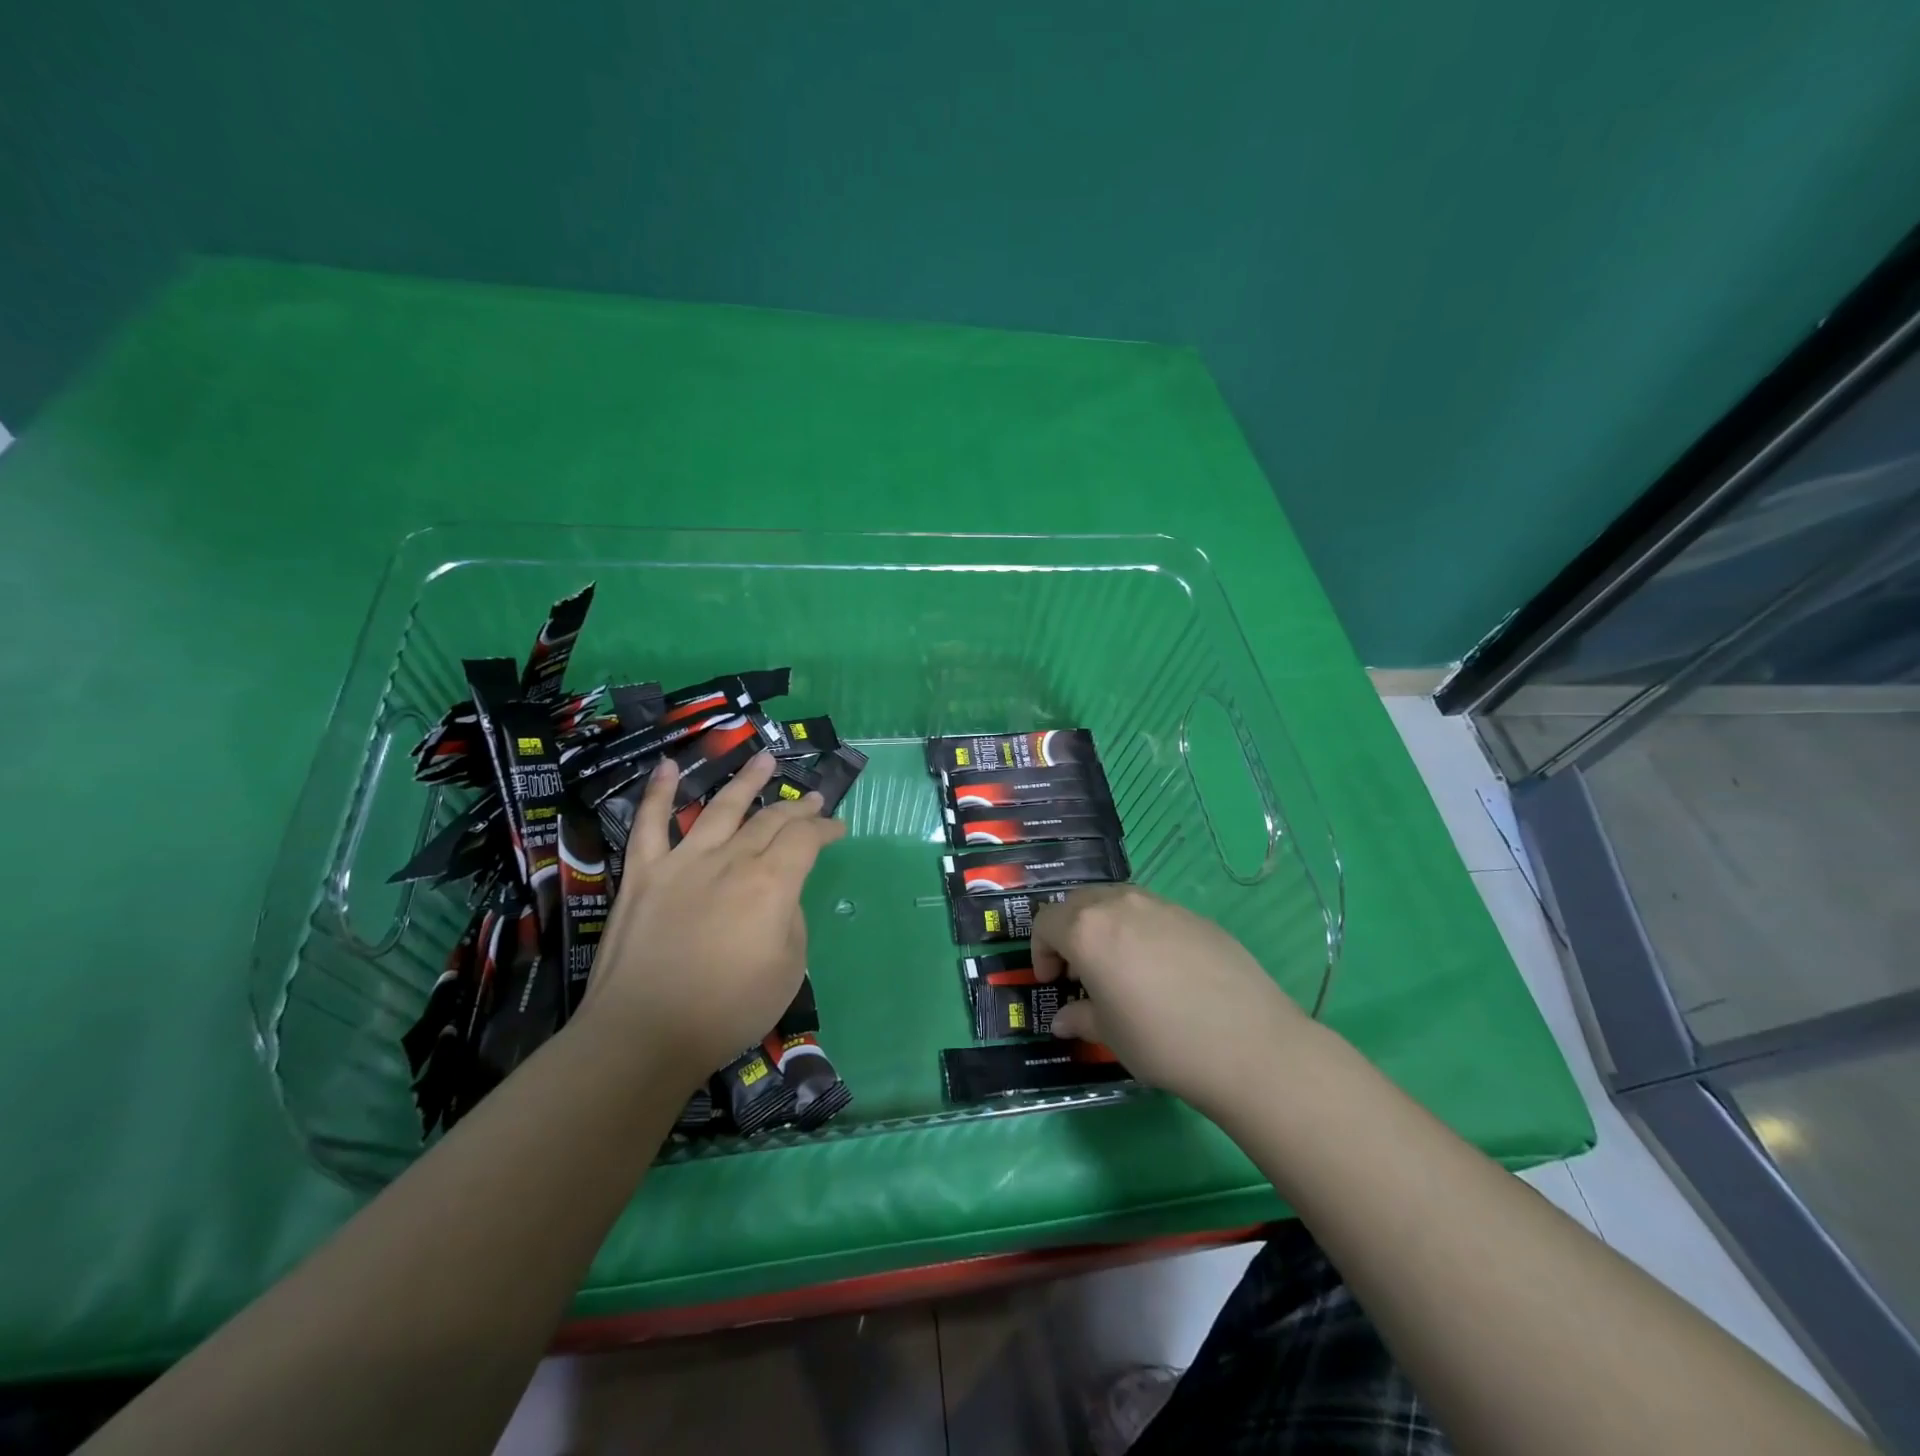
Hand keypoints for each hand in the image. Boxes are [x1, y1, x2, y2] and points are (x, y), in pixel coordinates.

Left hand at [580, 750, 845, 1086]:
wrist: (644, 1034)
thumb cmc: (727, 1010)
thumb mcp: (788, 970)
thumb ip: (791, 920)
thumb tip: (780, 896)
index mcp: (771, 883)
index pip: (806, 838)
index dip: (826, 827)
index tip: (838, 827)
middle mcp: (731, 859)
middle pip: (770, 820)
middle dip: (797, 807)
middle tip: (813, 798)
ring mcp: (683, 861)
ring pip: (720, 807)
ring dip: (746, 780)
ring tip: (764, 759)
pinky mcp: (643, 873)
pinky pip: (650, 823)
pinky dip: (659, 792)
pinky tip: (668, 766)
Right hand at [1032, 884, 1309, 1116]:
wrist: (1248, 1042)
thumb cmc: (1162, 1041)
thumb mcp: (1110, 1036)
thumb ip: (1080, 1019)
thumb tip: (1064, 1020)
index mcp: (1086, 929)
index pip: (1045, 923)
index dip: (1040, 951)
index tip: (1052, 982)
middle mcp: (1119, 904)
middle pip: (1077, 903)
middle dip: (1068, 932)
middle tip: (1079, 972)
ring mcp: (1160, 905)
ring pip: (1115, 901)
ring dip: (1103, 926)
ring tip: (1119, 967)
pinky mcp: (1193, 915)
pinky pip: (1151, 912)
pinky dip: (1139, 930)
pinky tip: (1161, 970)